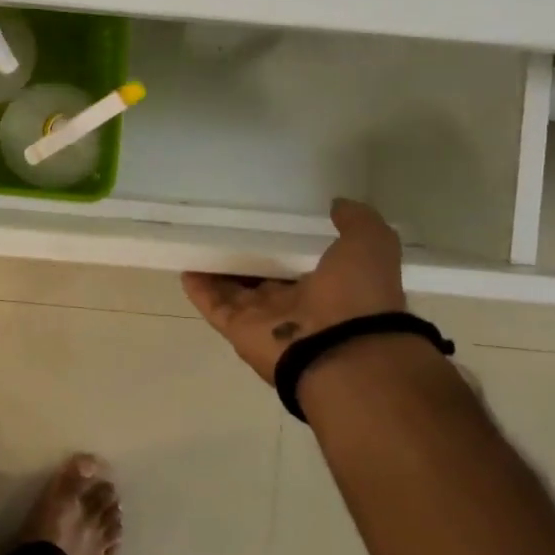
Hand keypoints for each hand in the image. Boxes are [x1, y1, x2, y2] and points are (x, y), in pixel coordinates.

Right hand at [181, 198, 405, 382]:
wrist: (340, 351)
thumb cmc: (357, 297)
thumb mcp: (369, 245)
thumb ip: (357, 222)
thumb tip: (338, 204)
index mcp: (327, 288)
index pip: (298, 265)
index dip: (283, 247)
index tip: (267, 224)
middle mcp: (293, 306)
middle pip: (262, 280)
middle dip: (246, 259)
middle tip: (225, 230)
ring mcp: (263, 319)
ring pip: (233, 291)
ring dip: (217, 272)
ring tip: (198, 243)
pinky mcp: (237, 328)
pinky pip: (213, 304)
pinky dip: (198, 288)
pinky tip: (185, 266)